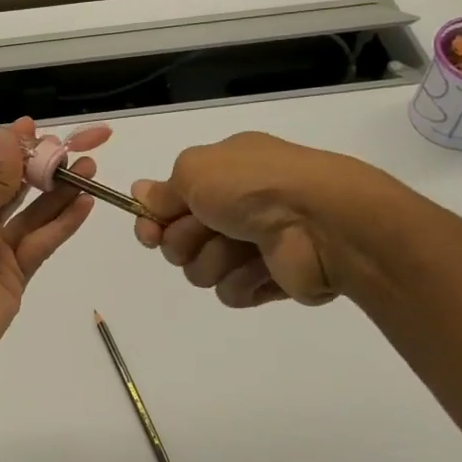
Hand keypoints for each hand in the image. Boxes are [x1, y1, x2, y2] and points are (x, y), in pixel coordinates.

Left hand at [0, 119, 101, 370]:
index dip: (11, 148)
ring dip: (60, 193)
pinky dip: (63, 224)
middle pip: (15, 190)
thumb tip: (10, 137)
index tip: (35, 128)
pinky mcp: (17, 276)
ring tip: (88, 169)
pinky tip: (84, 203)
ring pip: (35, 215)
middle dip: (42, 168)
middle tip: (72, 148)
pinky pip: (43, 243)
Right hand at [130, 132, 399, 308]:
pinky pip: (230, 291)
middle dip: (185, 240)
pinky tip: (263, 266)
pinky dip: (242, 279)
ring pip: (201, 269)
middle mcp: (235, 206)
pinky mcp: (267, 279)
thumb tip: (139, 192)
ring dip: (216, 259)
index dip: (153, 220)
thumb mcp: (195, 169)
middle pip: (178, 240)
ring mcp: (252, 244)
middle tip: (208, 229)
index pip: (168, 202)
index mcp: (222, 172)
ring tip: (244, 247)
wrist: (322, 222)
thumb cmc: (254, 186)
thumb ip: (163, 188)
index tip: (150, 232)